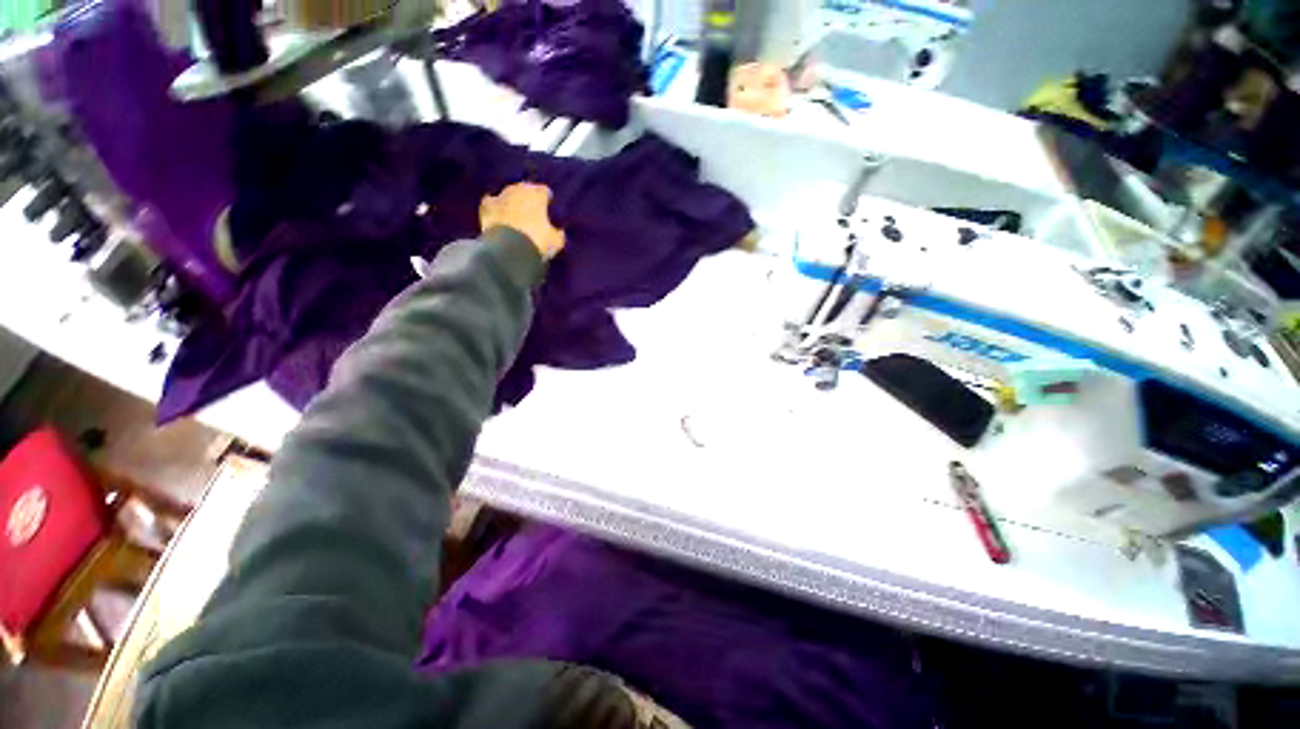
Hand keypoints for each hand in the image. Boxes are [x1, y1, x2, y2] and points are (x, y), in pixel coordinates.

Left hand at [480, 182, 565, 258]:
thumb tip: (559, 231)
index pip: (545, 191)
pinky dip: (496, 208)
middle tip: (533, 213)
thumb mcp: (556, 241)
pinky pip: (492, 204)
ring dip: (513, 202)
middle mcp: (518, 189)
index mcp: (537, 194)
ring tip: (516, 215)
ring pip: (509, 195)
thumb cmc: (538, 241)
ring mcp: (500, 196)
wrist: (509, 249)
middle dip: (529, 199)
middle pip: (525, 189)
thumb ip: (558, 232)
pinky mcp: (486, 207)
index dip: (547, 201)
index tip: (549, 210)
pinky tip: (498, 215)